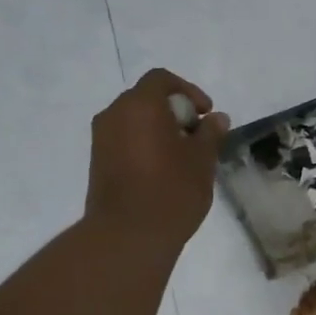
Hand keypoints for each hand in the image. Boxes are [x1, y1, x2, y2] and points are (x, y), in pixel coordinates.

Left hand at [84, 69, 229, 251]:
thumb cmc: (171, 190)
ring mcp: (101, 139)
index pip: (162, 80)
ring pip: (134, 120)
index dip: (188, 91)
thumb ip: (210, 133)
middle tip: (198, 136)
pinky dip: (145, 144)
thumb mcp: (202, 160)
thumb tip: (217, 119)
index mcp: (140, 105)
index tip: (206, 115)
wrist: (128, 235)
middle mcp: (114, 114)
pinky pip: (125, 139)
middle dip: (174, 111)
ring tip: (183, 156)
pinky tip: (163, 170)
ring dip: (159, 129)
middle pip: (146, 98)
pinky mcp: (98, 161)